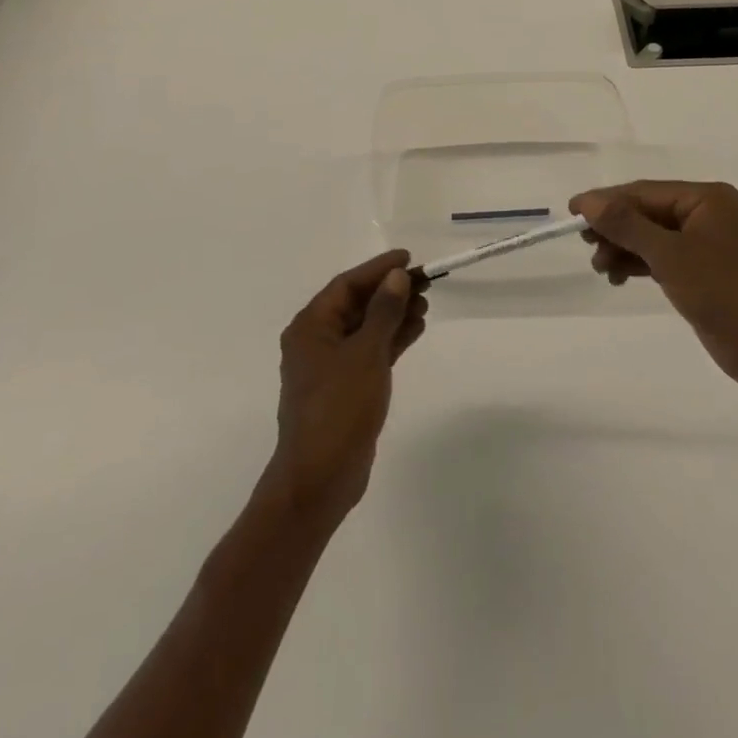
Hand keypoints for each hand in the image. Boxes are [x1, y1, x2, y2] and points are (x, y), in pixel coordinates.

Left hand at [258, 250, 427, 529]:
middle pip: (357, 304)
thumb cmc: (338, 408)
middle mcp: (316, 341)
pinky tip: (416, 330)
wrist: (320, 478)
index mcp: (311, 326)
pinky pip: (370, 351)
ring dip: (394, 315)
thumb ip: (383, 312)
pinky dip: (392, 340)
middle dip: (390, 292)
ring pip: (366, 328)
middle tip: (426, 283)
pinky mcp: (345, 387)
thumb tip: (396, 276)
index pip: (346, 284)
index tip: (408, 258)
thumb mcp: (365, 354)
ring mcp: (331, 366)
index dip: (378, 268)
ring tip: (427, 305)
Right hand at [570, 181, 737, 394]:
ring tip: (600, 269)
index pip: (645, 192)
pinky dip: (639, 264)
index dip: (606, 201)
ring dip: (623, 249)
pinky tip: (617, 278)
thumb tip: (587, 201)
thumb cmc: (724, 294)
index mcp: (707, 199)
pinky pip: (662, 257)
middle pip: (647, 212)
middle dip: (615, 229)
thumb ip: (627, 225)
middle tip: (586, 246)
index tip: (571, 212)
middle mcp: (707, 214)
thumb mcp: (670, 255)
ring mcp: (706, 243)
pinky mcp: (703, 271)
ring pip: (651, 236)